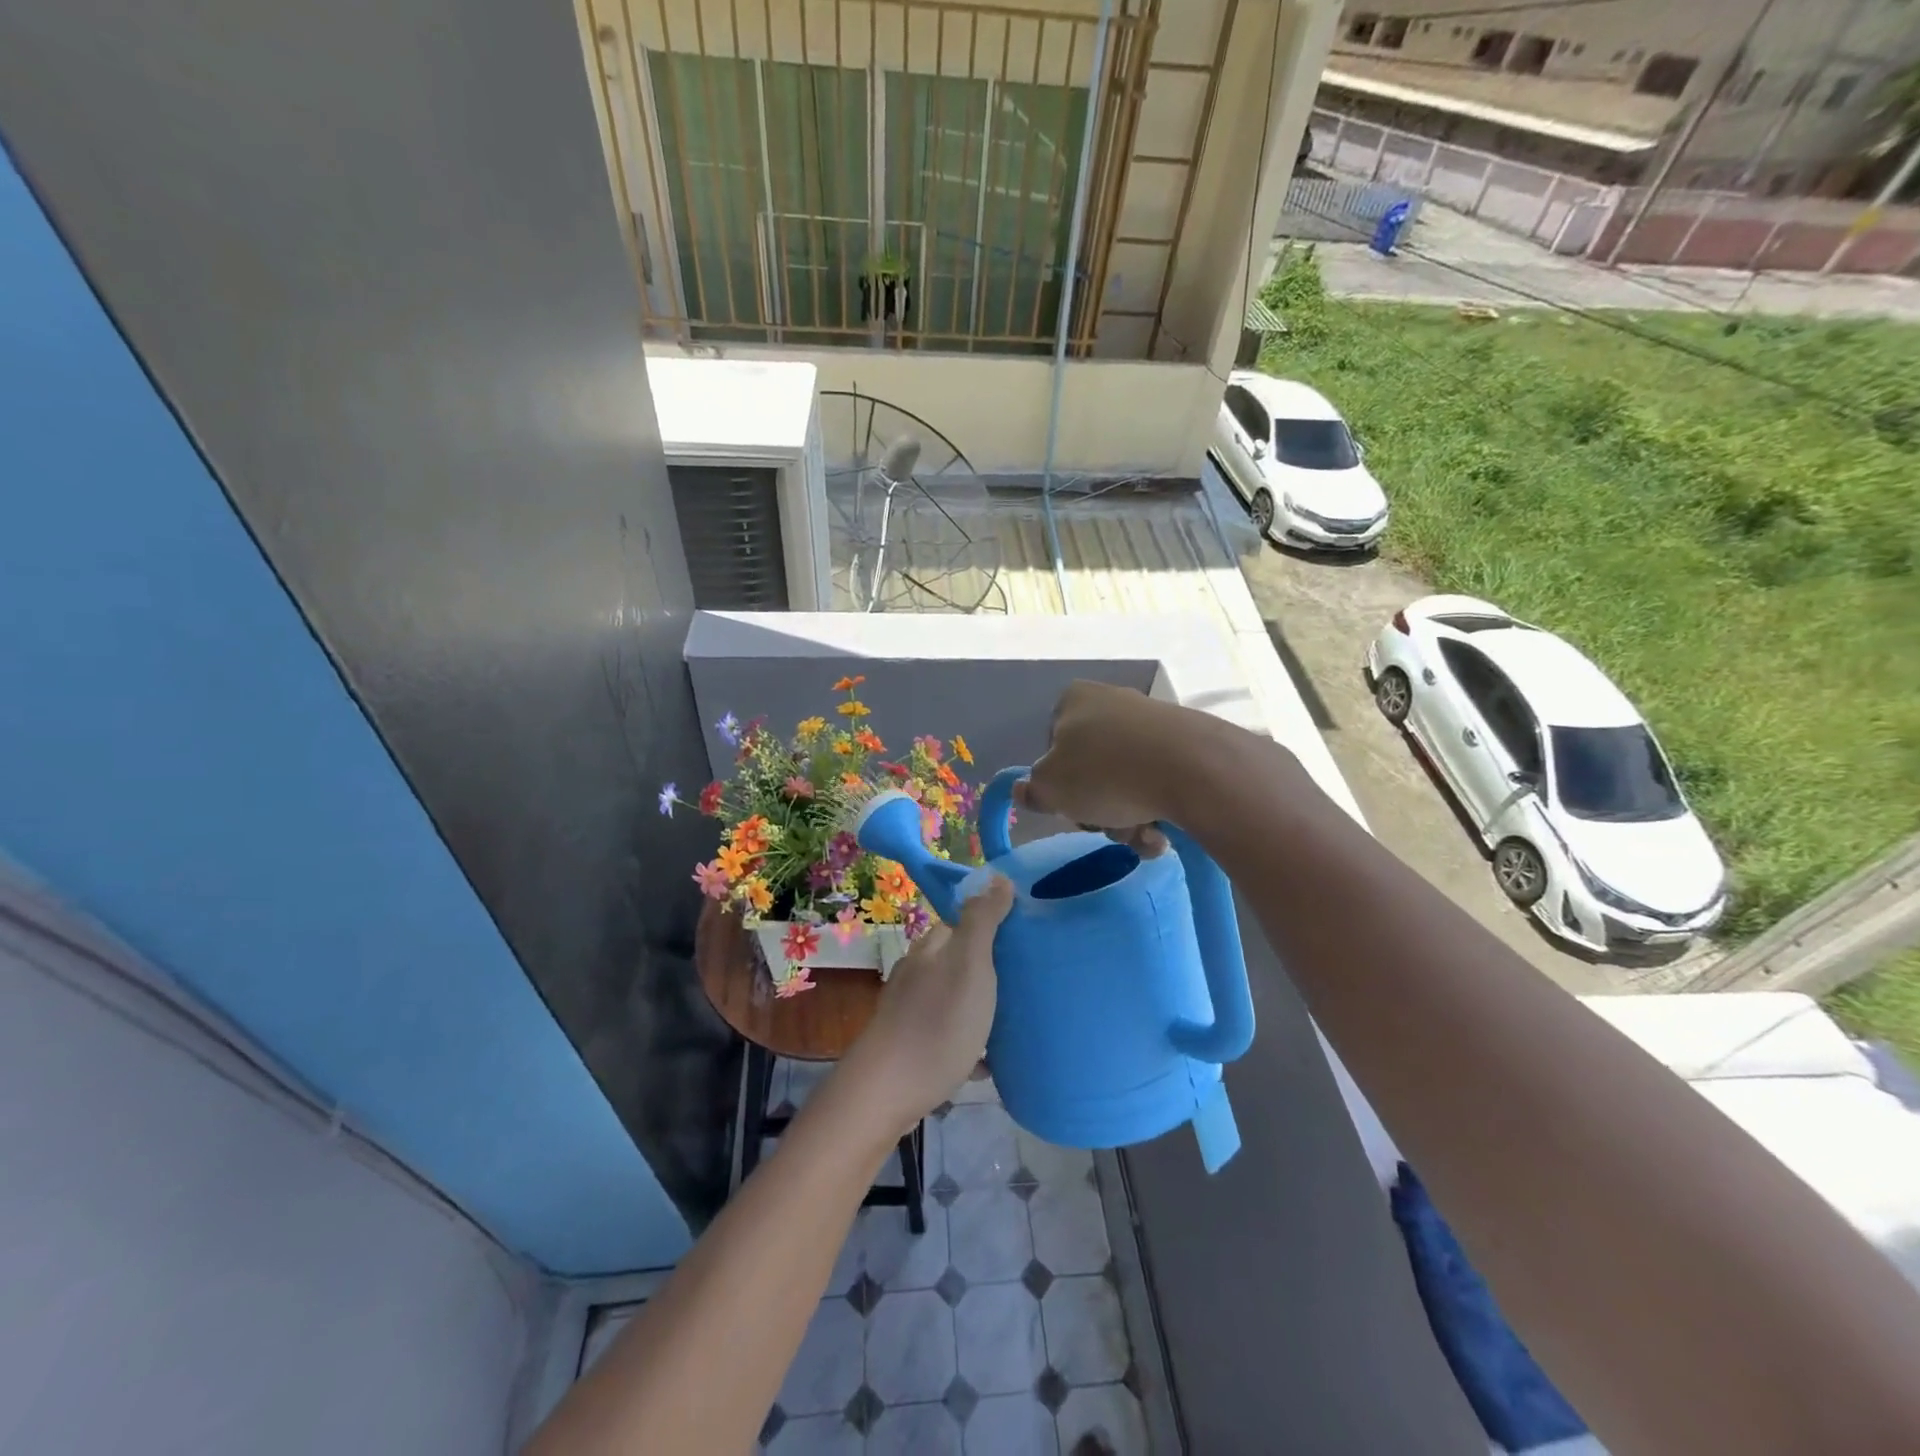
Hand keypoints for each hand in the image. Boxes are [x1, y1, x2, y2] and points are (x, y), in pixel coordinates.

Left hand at [837, 876, 1014, 1138]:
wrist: (886, 1092)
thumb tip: (997, 877)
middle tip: (1027, 983)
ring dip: (980, 1007)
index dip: (992, 925)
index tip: (1025, 939)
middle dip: (989, 968)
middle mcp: (917, 974)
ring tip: (1014, 1022)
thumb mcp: (969, 965)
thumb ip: (982, 921)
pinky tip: (988, 1063)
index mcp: (931, 949)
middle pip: (958, 961)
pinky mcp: (909, 1048)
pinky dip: (968, 1044)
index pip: (962, 922)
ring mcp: (910, 1012)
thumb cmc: (937, 1023)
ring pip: (953, 999)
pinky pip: (948, 1036)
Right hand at [1014, 680, 1208, 855]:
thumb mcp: (1050, 788)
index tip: (1070, 805)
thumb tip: (1023, 789)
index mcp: (1074, 700)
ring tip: (1142, 834)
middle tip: (1107, 824)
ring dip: (1128, 818)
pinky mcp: (1188, 742)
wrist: (1192, 769)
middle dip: (1097, 807)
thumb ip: (1032, 790)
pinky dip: (1157, 810)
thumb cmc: (1105, 773)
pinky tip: (1164, 833)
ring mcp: (1154, 721)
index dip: (1058, 783)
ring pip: (1126, 781)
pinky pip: (1160, 782)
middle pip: (1091, 768)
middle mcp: (1113, 701)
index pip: (1052, 746)